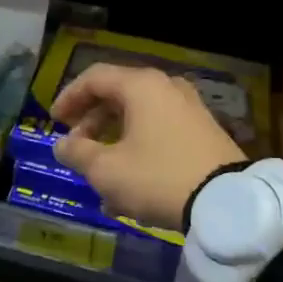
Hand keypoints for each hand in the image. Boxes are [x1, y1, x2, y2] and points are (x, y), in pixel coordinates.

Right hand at [52, 65, 244, 229]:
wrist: (228, 203)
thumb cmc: (157, 177)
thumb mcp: (107, 170)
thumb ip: (77, 153)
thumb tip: (62, 145)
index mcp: (141, 86)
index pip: (94, 78)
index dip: (69, 97)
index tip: (54, 121)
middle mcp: (166, 88)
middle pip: (117, 96)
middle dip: (91, 123)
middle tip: (75, 147)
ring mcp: (189, 109)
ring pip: (139, 118)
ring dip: (113, 141)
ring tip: (99, 176)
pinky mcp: (204, 132)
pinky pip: (160, 132)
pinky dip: (138, 149)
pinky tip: (129, 186)